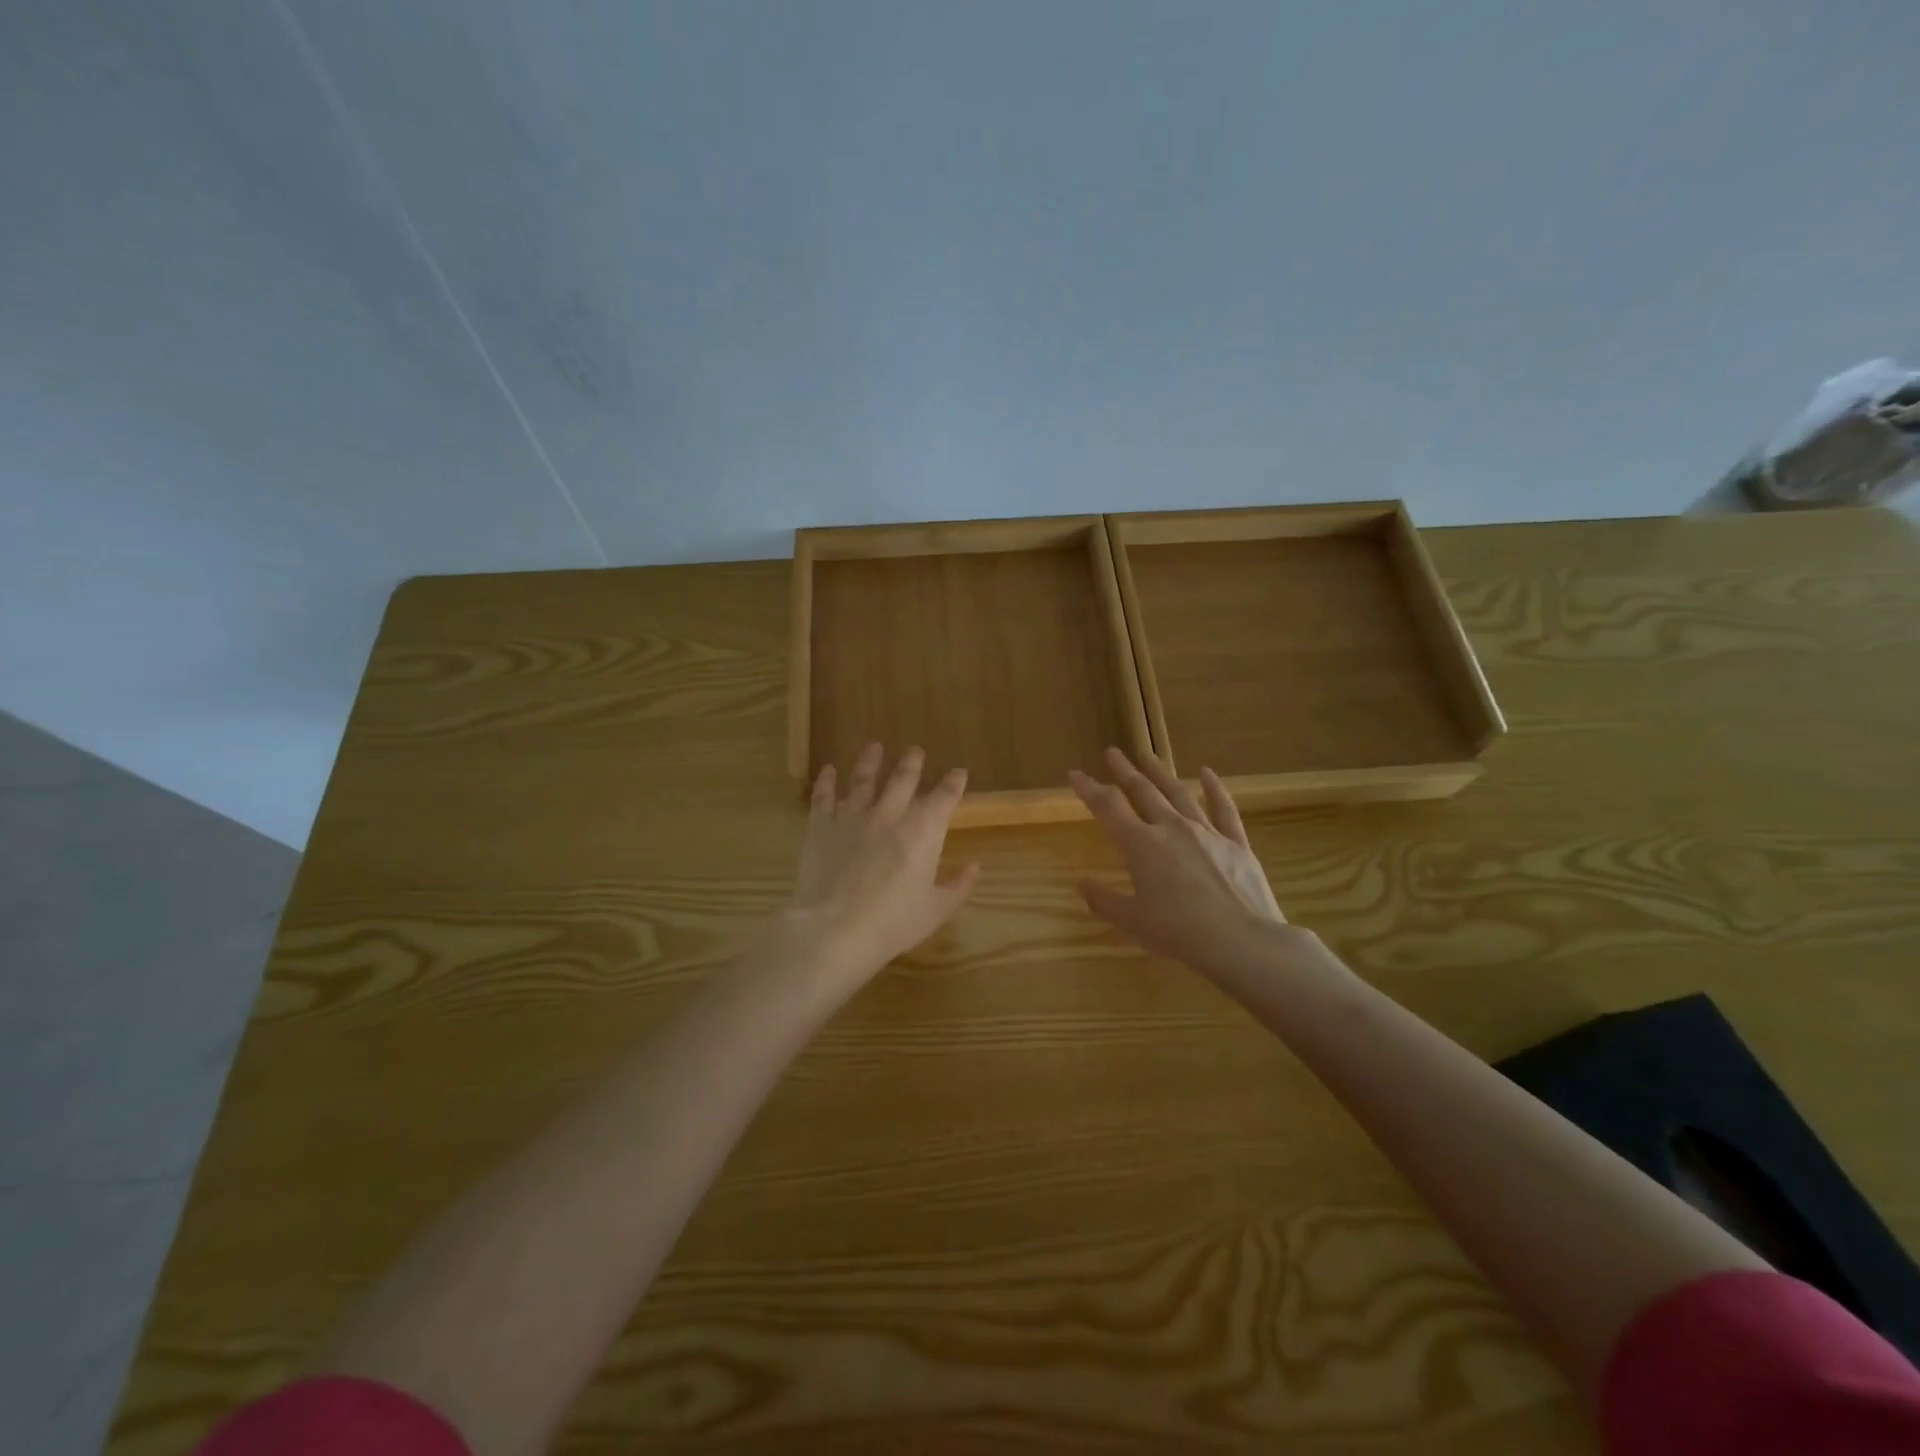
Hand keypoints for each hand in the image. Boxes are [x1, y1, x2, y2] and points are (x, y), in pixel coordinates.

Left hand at [786, 743, 980, 987]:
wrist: (836, 929)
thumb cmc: (893, 923)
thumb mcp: (936, 910)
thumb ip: (957, 885)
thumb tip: (974, 866)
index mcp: (923, 832)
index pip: (944, 798)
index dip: (953, 784)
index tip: (959, 773)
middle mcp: (889, 815)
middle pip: (903, 780)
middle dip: (912, 764)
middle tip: (915, 750)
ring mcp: (853, 818)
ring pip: (863, 780)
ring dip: (870, 761)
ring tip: (874, 746)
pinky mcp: (821, 827)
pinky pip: (824, 798)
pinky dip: (827, 782)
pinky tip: (829, 770)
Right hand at [1069, 747, 1292, 978]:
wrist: (1242, 941)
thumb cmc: (1179, 933)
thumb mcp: (1133, 921)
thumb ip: (1104, 901)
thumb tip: (1082, 885)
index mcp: (1141, 845)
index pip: (1108, 807)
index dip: (1090, 789)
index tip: (1075, 774)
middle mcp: (1171, 828)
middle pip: (1143, 791)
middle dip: (1124, 771)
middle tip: (1113, 752)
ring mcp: (1206, 832)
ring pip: (1178, 793)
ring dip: (1161, 773)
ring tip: (1148, 755)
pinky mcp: (1236, 843)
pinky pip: (1223, 809)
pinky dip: (1214, 789)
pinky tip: (1207, 773)